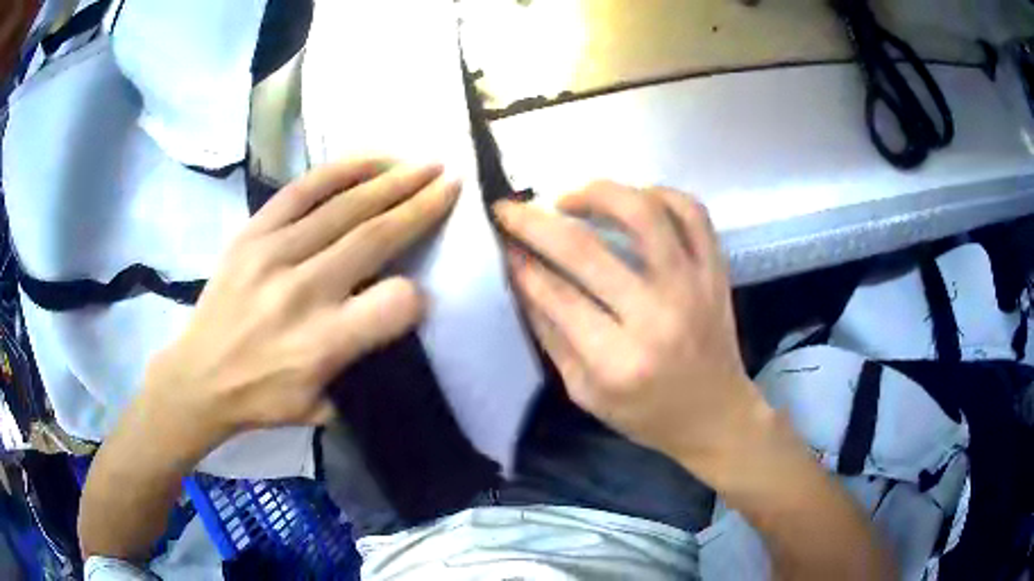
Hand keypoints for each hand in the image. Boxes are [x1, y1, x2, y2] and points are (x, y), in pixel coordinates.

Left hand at [144, 159, 459, 449]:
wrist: (198, 376)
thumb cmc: (261, 398)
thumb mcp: (320, 406)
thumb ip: (361, 363)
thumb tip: (390, 313)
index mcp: (324, 343)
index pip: (396, 303)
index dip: (418, 295)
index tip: (420, 291)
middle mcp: (303, 291)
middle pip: (376, 237)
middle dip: (421, 205)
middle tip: (450, 181)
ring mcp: (273, 254)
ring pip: (345, 207)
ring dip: (392, 181)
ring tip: (423, 165)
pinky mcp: (252, 234)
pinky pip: (302, 190)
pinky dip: (341, 170)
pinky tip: (371, 159)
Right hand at [494, 182, 759, 477]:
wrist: (715, 414)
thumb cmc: (645, 413)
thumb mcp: (583, 391)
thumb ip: (550, 334)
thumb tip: (522, 274)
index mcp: (617, 361)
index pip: (556, 294)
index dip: (521, 262)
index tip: (502, 241)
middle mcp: (656, 316)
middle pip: (584, 249)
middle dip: (534, 222)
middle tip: (510, 209)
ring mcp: (692, 286)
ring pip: (643, 213)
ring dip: (596, 193)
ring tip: (569, 198)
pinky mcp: (715, 270)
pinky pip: (692, 212)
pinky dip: (659, 193)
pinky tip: (633, 200)